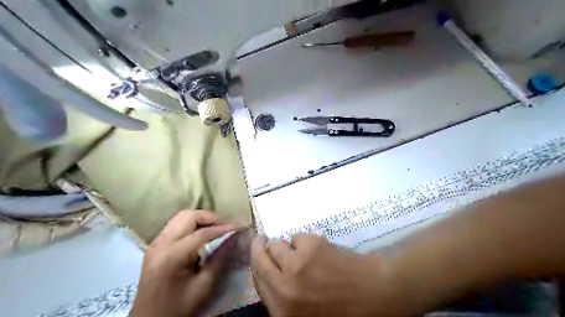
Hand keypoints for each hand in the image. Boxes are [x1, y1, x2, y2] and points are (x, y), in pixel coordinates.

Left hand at [129, 211, 241, 316]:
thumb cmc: (178, 308)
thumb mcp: (204, 286)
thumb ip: (219, 259)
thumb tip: (233, 238)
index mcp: (172, 255)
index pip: (203, 233)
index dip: (224, 227)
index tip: (240, 226)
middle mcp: (161, 244)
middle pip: (189, 216)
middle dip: (211, 217)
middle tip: (228, 225)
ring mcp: (155, 243)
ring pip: (181, 217)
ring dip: (201, 219)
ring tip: (217, 227)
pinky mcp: (155, 246)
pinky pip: (175, 225)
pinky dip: (192, 224)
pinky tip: (202, 234)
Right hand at [251, 234, 410, 315]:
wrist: (377, 294)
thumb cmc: (343, 310)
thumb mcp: (305, 313)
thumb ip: (284, 298)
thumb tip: (271, 275)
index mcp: (283, 311)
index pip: (257, 281)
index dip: (256, 265)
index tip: (256, 253)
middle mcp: (284, 287)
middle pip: (260, 259)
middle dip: (259, 247)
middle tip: (261, 240)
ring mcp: (297, 264)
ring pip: (278, 244)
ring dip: (286, 246)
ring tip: (302, 252)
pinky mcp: (311, 246)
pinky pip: (298, 237)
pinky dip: (305, 242)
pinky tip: (320, 251)